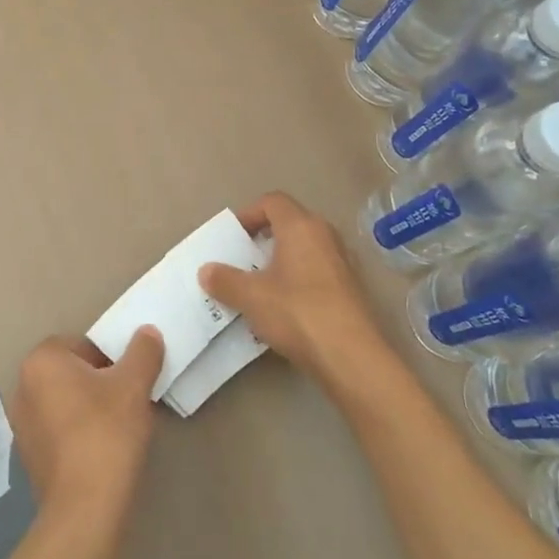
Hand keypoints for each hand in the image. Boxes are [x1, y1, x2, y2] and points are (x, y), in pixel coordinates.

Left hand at [10, 331, 163, 525]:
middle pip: (71, 373)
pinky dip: (78, 435)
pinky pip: (58, 432)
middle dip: (99, 383)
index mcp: (41, 361)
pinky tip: (101, 453)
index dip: (109, 359)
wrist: (84, 509)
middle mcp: (23, 387)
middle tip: (127, 402)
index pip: (80, 345)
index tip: (128, 380)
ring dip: (88, 409)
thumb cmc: (106, 433)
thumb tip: (148, 332)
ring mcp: (22, 425)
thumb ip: (142, 352)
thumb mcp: (134, 386)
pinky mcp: (29, 457)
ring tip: (118, 429)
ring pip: (64, 403)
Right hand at [199, 192, 386, 385]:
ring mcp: (343, 262)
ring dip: (282, 262)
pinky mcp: (352, 289)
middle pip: (290, 223)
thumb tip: (206, 271)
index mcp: (301, 226)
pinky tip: (285, 308)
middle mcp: (325, 236)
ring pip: (305, 250)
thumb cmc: (297, 312)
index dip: (249, 214)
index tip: (233, 237)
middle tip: (243, 261)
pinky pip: (318, 272)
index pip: (272, 201)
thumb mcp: (251, 297)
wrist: (352, 357)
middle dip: (264, 239)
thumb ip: (225, 280)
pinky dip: (299, 280)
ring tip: (260, 286)